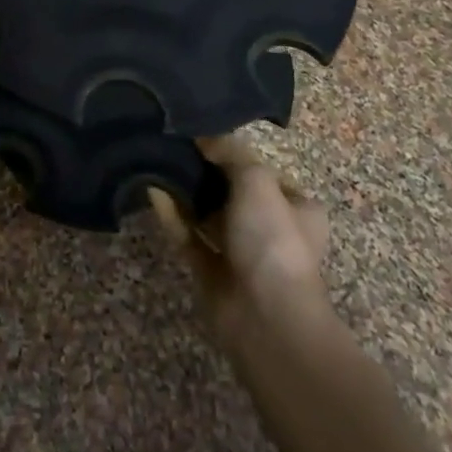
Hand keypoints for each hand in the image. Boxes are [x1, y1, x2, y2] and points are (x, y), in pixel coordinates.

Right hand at [150, 132, 331, 347]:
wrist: (265, 315)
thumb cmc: (272, 239)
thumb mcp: (256, 180)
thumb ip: (229, 153)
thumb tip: (203, 136)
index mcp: (298, 209)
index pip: (266, 173)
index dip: (238, 155)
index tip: (205, 137)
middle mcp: (272, 230)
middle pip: (234, 192)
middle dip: (207, 173)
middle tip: (176, 146)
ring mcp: (242, 253)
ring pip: (209, 215)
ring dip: (187, 192)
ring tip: (160, 161)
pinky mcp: (212, 271)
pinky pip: (189, 235)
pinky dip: (173, 215)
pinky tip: (153, 190)